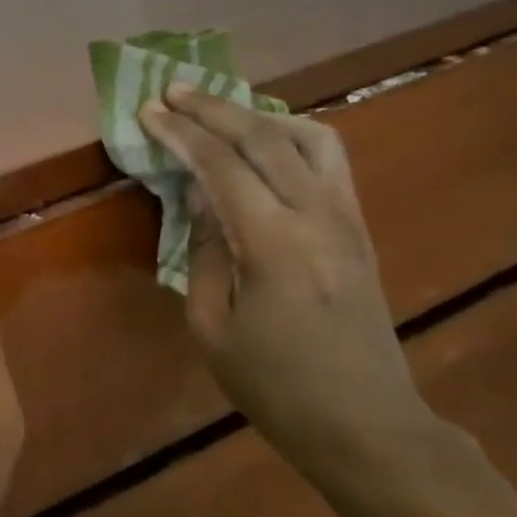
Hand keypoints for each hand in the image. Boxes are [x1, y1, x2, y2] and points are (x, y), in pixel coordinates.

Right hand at [138, 85, 436, 476]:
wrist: (366, 425)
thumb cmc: (276, 387)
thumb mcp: (212, 328)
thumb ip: (203, 252)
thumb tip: (200, 197)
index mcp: (274, 246)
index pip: (222, 166)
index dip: (182, 133)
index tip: (150, 110)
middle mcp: (318, 217)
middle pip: (265, 136)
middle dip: (214, 107)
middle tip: (174, 91)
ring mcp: (348, 218)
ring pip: (309, 136)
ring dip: (258, 114)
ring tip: (220, 111)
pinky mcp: (360, 228)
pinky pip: (330, 160)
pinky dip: (292, 135)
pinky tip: (266, 142)